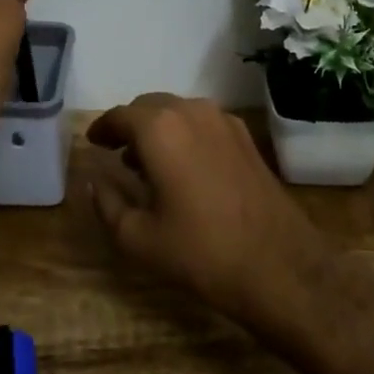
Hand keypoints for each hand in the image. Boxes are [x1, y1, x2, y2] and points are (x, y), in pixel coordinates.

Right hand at [86, 95, 335, 336]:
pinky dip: (185, 134)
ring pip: (178, 111)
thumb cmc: (201, 252)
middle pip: (149, 106)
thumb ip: (107, 203)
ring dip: (158, 128)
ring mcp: (223, 121)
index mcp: (159, 129)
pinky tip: (184, 167)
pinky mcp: (246, 138)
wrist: (280, 267)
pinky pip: (203, 123)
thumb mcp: (138, 238)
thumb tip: (96, 181)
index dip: (102, 129)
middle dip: (130, 126)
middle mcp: (191, 111)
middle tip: (117, 153)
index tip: (93, 143)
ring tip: (148, 163)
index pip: (120, 116)